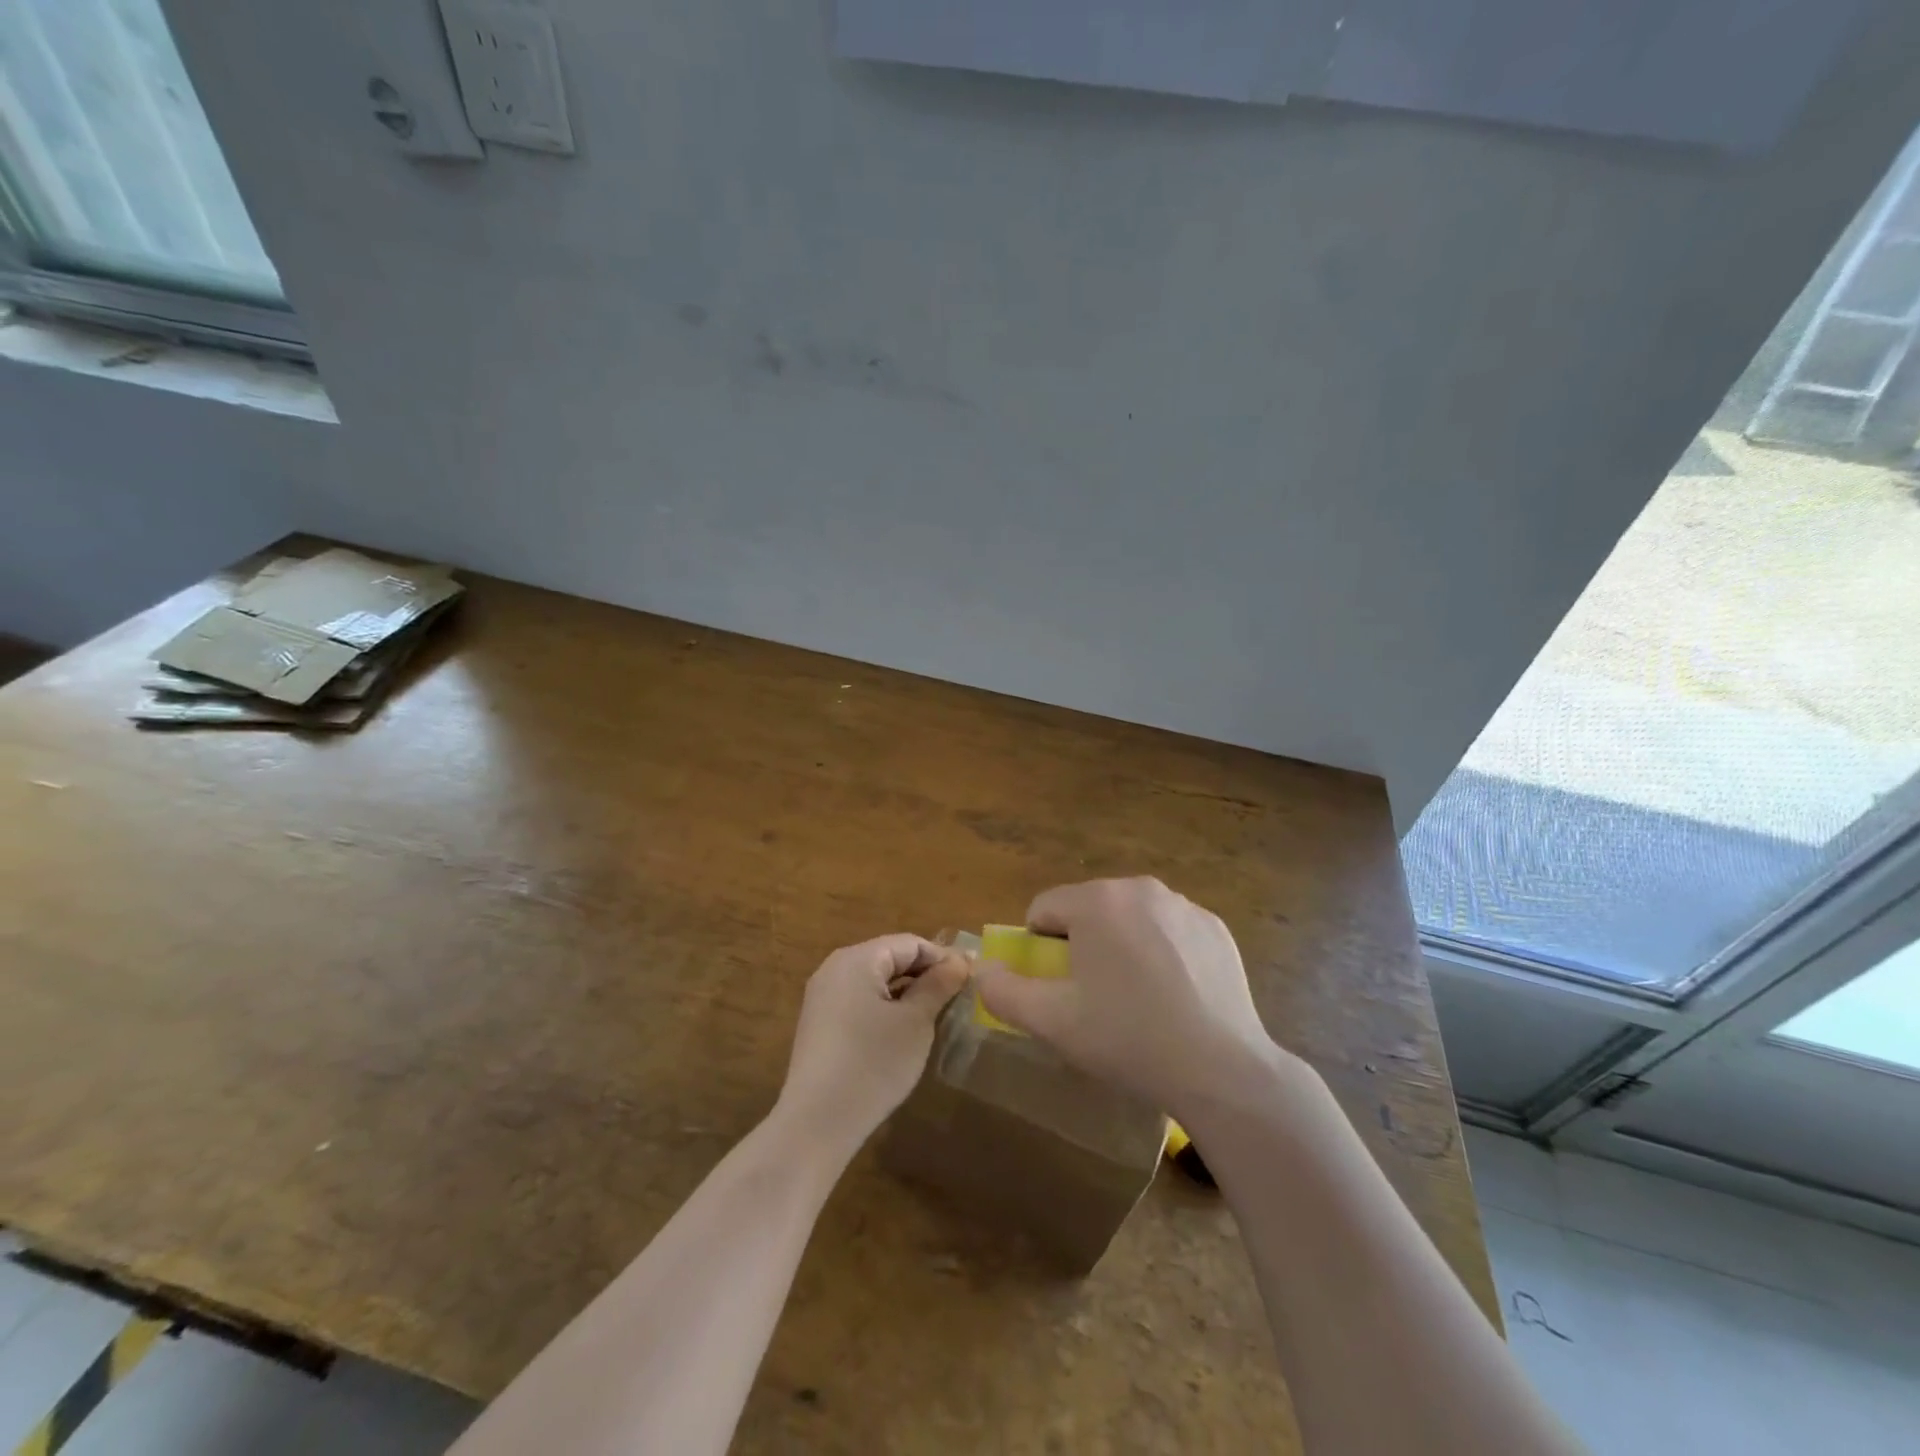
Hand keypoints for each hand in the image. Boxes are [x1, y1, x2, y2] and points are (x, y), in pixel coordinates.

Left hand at [775, 934, 969, 1154]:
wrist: (817, 1123)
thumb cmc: (873, 1064)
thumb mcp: (915, 1022)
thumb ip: (939, 985)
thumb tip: (960, 960)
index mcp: (857, 958)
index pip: (910, 943)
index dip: (943, 957)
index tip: (972, 979)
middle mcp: (835, 968)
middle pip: (890, 958)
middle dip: (925, 974)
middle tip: (958, 998)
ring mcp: (823, 996)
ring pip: (876, 981)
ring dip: (907, 992)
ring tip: (936, 1015)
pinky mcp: (820, 1023)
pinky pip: (860, 1001)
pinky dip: (885, 1008)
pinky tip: (903, 1032)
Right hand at [974, 877, 1284, 1116]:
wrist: (1221, 1069)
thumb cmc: (1127, 1039)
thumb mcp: (1052, 1022)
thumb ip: (1003, 992)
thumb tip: (982, 971)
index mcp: (1096, 901)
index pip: (1043, 909)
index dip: (1039, 949)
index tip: (1058, 988)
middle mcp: (1139, 888)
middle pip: (1088, 909)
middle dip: (1081, 945)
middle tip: (1096, 998)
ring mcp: (1183, 905)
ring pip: (1129, 918)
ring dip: (1121, 946)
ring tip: (1138, 1000)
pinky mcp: (1215, 928)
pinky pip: (1169, 930)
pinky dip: (1162, 952)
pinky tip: (1175, 996)